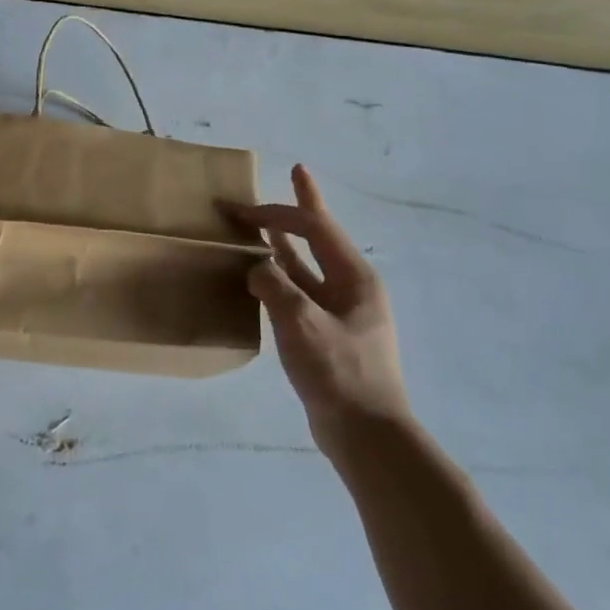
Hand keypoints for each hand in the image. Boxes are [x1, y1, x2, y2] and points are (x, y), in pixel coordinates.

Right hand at [228, 165, 409, 458]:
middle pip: (320, 236)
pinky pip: (302, 292)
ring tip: (265, 225)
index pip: (315, 227)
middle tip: (296, 173)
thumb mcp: (301, 323)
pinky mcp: (329, 335)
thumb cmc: (339, 373)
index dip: (280, 210)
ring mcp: (342, 312)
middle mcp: (352, 287)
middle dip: (301, 208)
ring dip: (287, 243)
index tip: (242, 207)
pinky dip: (282, 277)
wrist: (367, 436)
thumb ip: (274, 286)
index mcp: (355, 277)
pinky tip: (263, 278)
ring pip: (309, 265)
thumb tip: (256, 268)